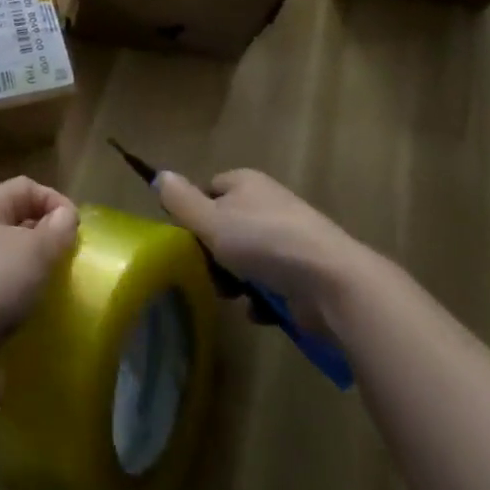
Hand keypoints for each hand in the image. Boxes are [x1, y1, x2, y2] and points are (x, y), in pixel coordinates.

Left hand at [0, 178, 77, 421]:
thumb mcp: (33, 250)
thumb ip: (56, 230)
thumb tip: (65, 216)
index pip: (25, 188)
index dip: (54, 200)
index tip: (77, 230)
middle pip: (20, 227)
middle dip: (49, 242)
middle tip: (74, 265)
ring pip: (16, 269)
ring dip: (40, 281)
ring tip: (63, 297)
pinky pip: (10, 306)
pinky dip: (28, 313)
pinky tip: (45, 326)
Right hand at [156, 168, 353, 330]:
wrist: (331, 282)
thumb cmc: (264, 242)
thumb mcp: (211, 221)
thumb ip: (181, 201)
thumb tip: (158, 175)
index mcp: (245, 182)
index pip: (209, 190)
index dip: (196, 215)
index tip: (189, 241)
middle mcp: (268, 203)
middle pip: (227, 225)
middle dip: (215, 253)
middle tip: (209, 274)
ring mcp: (290, 237)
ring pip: (248, 256)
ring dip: (237, 279)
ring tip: (232, 297)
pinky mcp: (306, 271)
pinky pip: (272, 282)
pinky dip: (262, 299)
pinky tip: (258, 313)